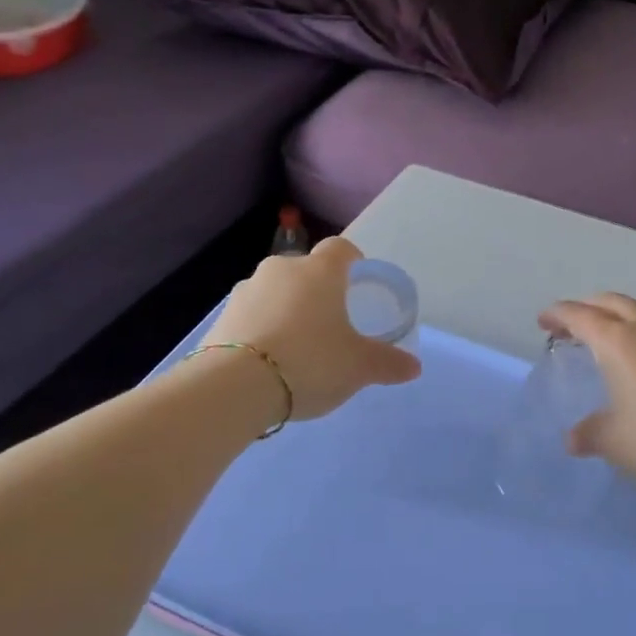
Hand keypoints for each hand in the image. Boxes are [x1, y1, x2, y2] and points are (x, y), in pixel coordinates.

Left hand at [208, 238, 420, 423]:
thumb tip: (414, 366)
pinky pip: (251, 314)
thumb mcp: (358, 367)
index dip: (352, 261)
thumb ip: (388, 363)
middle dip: (318, 290)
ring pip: (275, 291)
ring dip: (286, 309)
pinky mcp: (220, 316)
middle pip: (305, 270)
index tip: (357, 283)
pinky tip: (268, 360)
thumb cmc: (310, 362)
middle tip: (330, 323)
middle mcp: (282, 268)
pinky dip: (262, 328)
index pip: (341, 248)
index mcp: (320, 271)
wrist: (234, 386)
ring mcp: (246, 290)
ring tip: (296, 347)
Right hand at [539, 293, 635, 500]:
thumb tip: (574, 438)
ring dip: (618, 317)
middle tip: (570, 324)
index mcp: (618, 342)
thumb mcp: (612, 441)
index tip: (542, 321)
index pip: (581, 316)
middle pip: (612, 303)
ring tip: (605, 339)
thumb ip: (589, 433)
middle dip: (588, 307)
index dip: (558, 314)